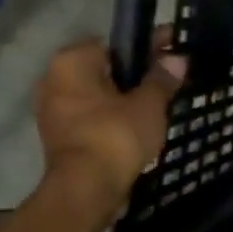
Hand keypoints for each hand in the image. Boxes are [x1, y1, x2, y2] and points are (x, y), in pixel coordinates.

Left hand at [34, 33, 185, 214]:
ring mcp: (54, 109)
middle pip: (106, 69)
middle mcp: (54, 79)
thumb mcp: (149, 105)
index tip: (175, 49)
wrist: (87, 188)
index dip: (149, 45)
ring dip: (126, 97)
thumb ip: (162, 79)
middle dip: (136, 74)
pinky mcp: (61, 134)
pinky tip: (141, 125)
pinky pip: (95, 115)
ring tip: (161, 104)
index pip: (115, 43)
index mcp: (72, 62)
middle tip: (171, 79)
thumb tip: (178, 58)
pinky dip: (115, 117)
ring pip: (100, 94)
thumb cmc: (116, 136)